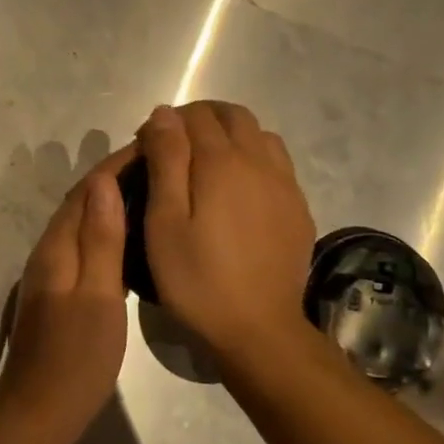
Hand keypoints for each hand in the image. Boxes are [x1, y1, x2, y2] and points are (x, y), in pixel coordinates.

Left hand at [0, 145, 133, 412]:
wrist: (40, 408)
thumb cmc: (77, 355)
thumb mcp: (96, 295)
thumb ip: (100, 239)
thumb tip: (102, 181)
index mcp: (57, 247)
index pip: (87, 190)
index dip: (116, 164)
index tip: (151, 145)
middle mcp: (48, 251)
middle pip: (80, 202)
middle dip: (113, 177)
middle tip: (156, 164)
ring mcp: (50, 272)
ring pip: (80, 222)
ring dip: (109, 201)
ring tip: (149, 191)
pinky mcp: (57, 290)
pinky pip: (82, 244)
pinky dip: (105, 230)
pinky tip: (127, 238)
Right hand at [137, 102, 314, 359]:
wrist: (258, 328)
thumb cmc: (197, 278)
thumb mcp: (164, 222)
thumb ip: (166, 161)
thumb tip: (164, 114)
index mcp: (221, 162)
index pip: (193, 115)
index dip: (165, 123)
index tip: (146, 148)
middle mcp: (259, 161)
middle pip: (232, 115)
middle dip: (199, 119)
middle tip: (174, 150)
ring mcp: (285, 184)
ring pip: (259, 134)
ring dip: (230, 135)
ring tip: (206, 165)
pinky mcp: (298, 208)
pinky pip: (277, 162)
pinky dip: (253, 158)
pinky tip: (238, 190)